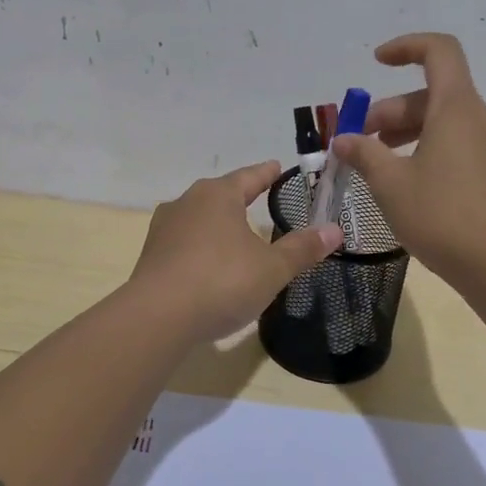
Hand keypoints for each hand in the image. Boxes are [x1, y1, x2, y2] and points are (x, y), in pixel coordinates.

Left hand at [129, 160, 342, 341]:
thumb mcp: (271, 268)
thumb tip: (335, 230)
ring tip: (234, 231)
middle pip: (220, 193)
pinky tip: (208, 261)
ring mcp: (164, 229)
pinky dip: (200, 245)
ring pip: (198, 216)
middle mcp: (187, 202)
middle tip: (258, 196)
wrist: (157, 318)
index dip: (266, 173)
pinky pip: (183, 242)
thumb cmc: (221, 281)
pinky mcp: (151, 256)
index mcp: (218, 195)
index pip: (249, 177)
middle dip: (239, 196)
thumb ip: (302, 249)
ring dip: (217, 222)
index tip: (276, 166)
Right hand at [329, 33, 485, 286]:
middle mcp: (481, 119)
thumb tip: (345, 140)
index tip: (376, 63)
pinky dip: (428, 149)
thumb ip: (364, 153)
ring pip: (445, 123)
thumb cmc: (441, 215)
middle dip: (391, 110)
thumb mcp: (390, 183)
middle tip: (360, 141)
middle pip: (433, 94)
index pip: (439, 51)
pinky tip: (408, 182)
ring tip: (377, 163)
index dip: (406, 47)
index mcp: (458, 108)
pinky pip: (458, 146)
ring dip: (407, 132)